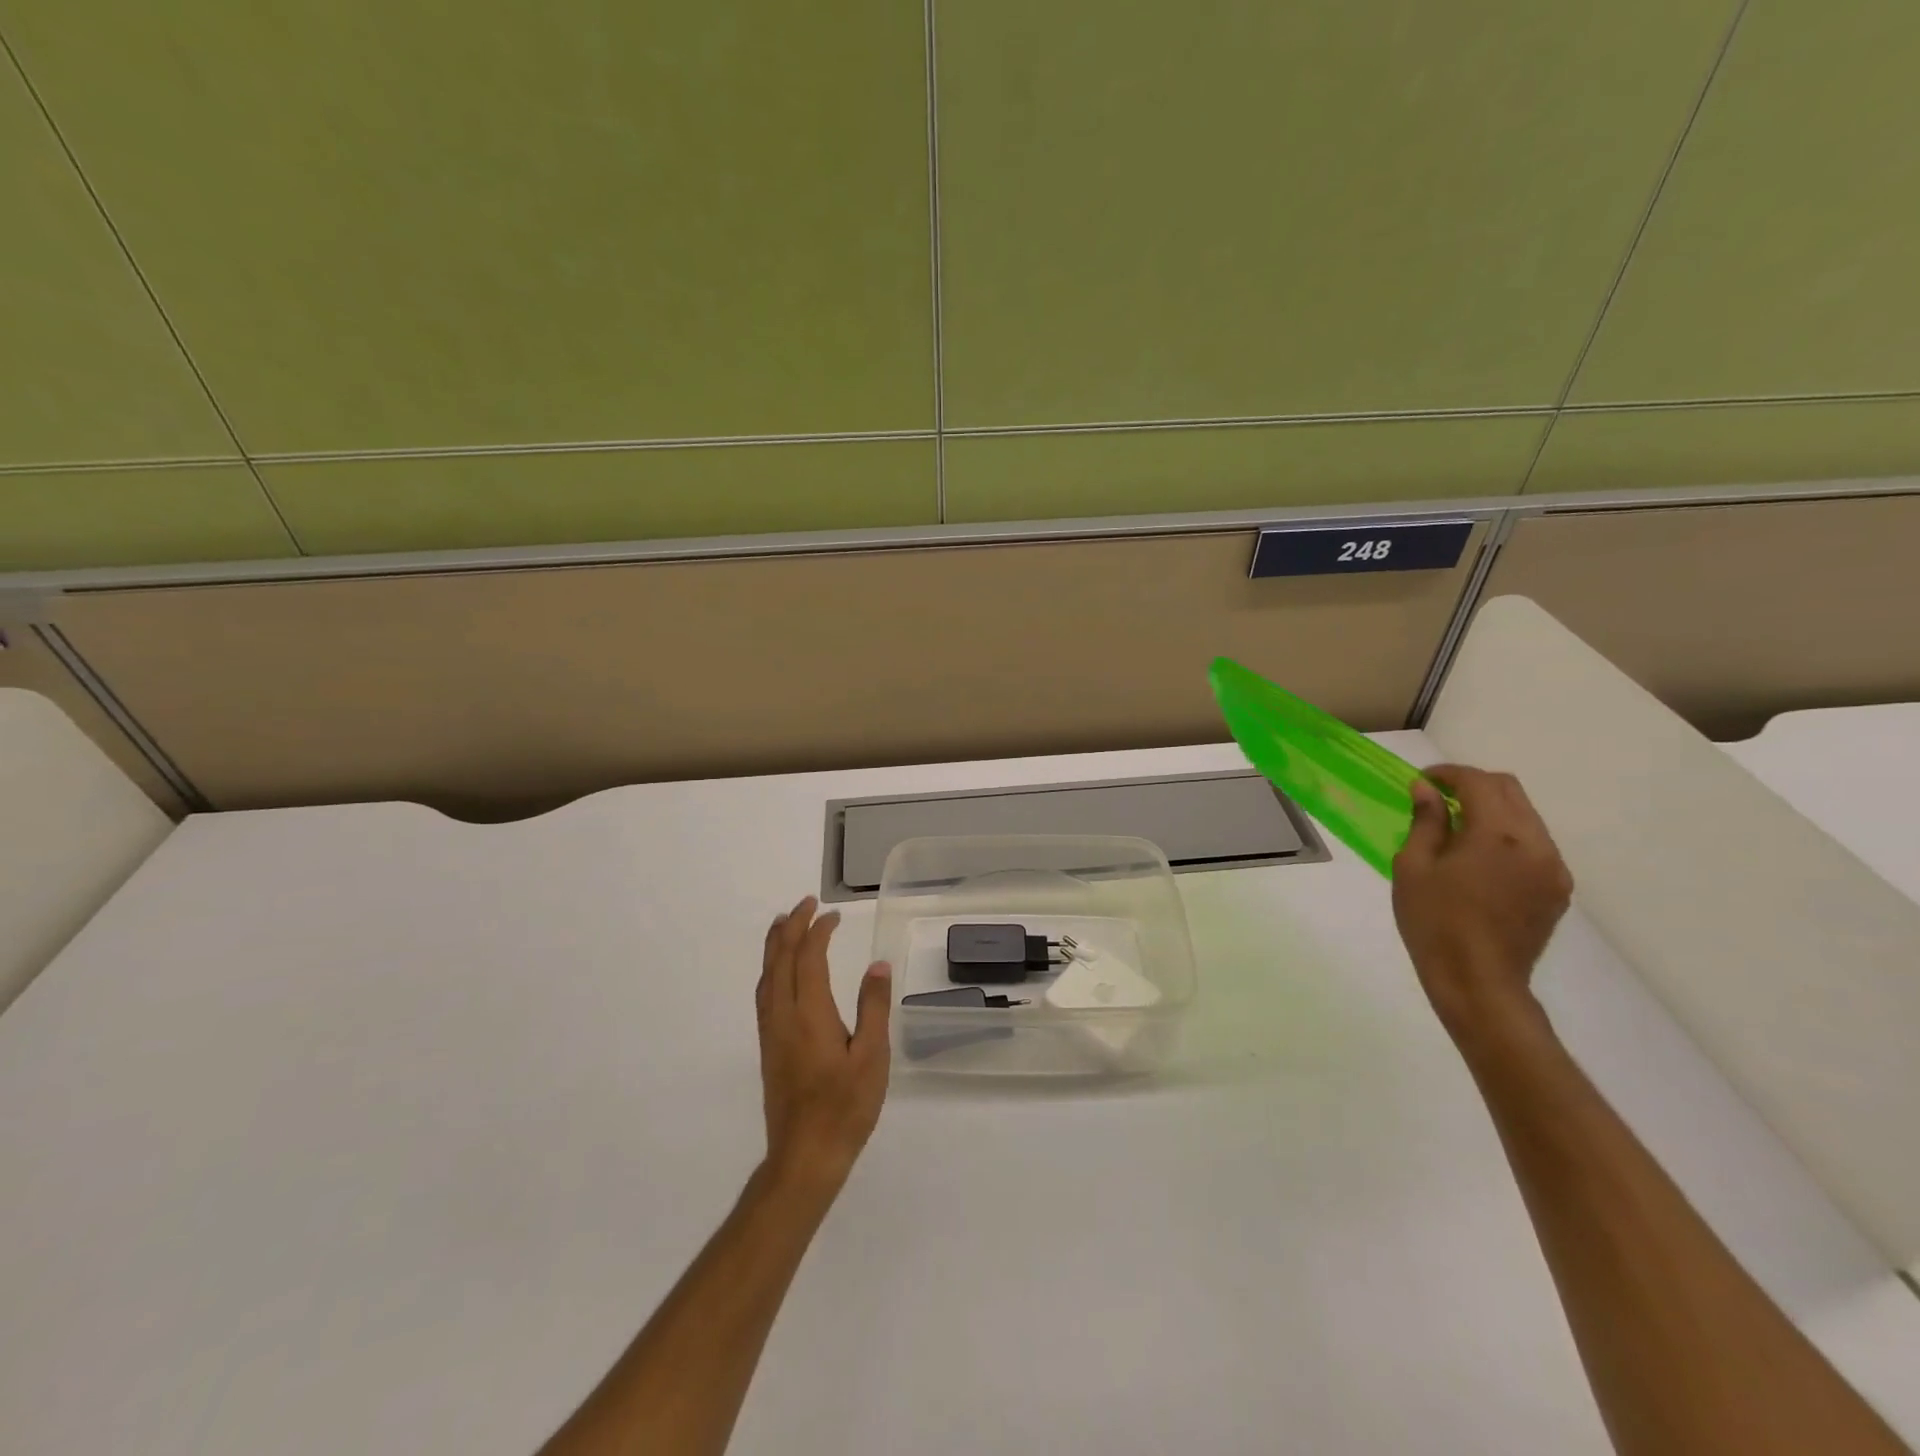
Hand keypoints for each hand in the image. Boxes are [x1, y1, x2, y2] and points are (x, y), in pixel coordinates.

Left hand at [756, 897, 892, 1191]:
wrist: (805, 1157)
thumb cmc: (845, 1107)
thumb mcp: (872, 1057)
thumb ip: (873, 1007)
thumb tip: (877, 965)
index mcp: (810, 1013)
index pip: (808, 958)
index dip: (818, 931)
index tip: (834, 915)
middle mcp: (784, 1015)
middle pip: (780, 960)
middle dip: (791, 927)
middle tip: (806, 904)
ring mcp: (772, 1032)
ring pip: (767, 976)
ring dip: (775, 945)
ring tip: (784, 924)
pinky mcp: (769, 1047)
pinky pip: (764, 993)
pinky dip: (771, 969)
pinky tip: (778, 972)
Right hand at [1391, 766, 1573, 1041]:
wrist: (1478, 981)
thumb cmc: (1434, 922)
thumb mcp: (1413, 867)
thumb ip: (1424, 822)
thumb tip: (1426, 790)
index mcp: (1497, 834)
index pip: (1479, 783)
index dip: (1449, 774)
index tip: (1422, 781)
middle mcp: (1536, 843)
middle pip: (1510, 792)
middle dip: (1473, 785)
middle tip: (1438, 797)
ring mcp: (1553, 868)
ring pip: (1526, 817)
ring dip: (1493, 810)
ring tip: (1457, 828)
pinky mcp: (1557, 889)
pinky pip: (1535, 846)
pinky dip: (1508, 836)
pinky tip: (1480, 858)